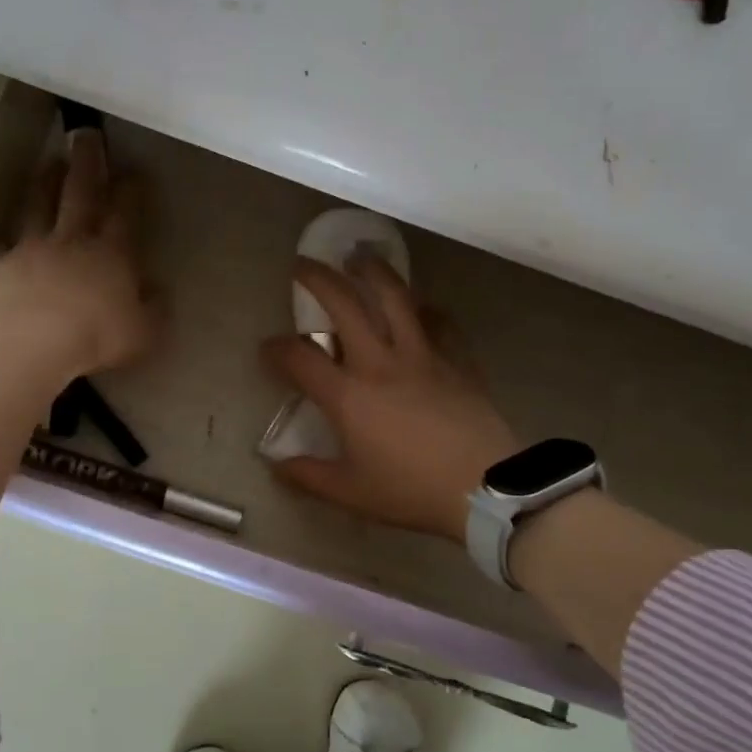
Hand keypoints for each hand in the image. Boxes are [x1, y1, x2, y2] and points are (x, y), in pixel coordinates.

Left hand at [0, 129, 161, 387]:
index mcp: (112, 254)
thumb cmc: (96, 338)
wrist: (28, 344)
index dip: (130, 191)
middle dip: (86, 163)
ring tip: (48, 164)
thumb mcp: (144, 334)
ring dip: (44, 184)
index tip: (134, 171)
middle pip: (80, 193)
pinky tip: (0, 242)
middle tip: (86, 135)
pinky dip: (0, 243)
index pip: (125, 213)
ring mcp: (30, 250)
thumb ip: (154, 310)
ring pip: (37, 207)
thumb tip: (157, 291)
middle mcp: (71, 241)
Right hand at [261, 256, 519, 543]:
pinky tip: (419, 306)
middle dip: (317, 279)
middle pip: (344, 305)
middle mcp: (380, 363)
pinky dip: (424, 309)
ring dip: (372, 272)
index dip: (276, 349)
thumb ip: (309, 476)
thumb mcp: (351, 493)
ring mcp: (422, 355)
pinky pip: (438, 322)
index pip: (300, 359)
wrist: (484, 487)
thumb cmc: (411, 490)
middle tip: (303, 265)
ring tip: (359, 257)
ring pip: (394, 298)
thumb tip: (277, 466)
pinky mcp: (455, 359)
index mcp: (348, 396)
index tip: (267, 348)